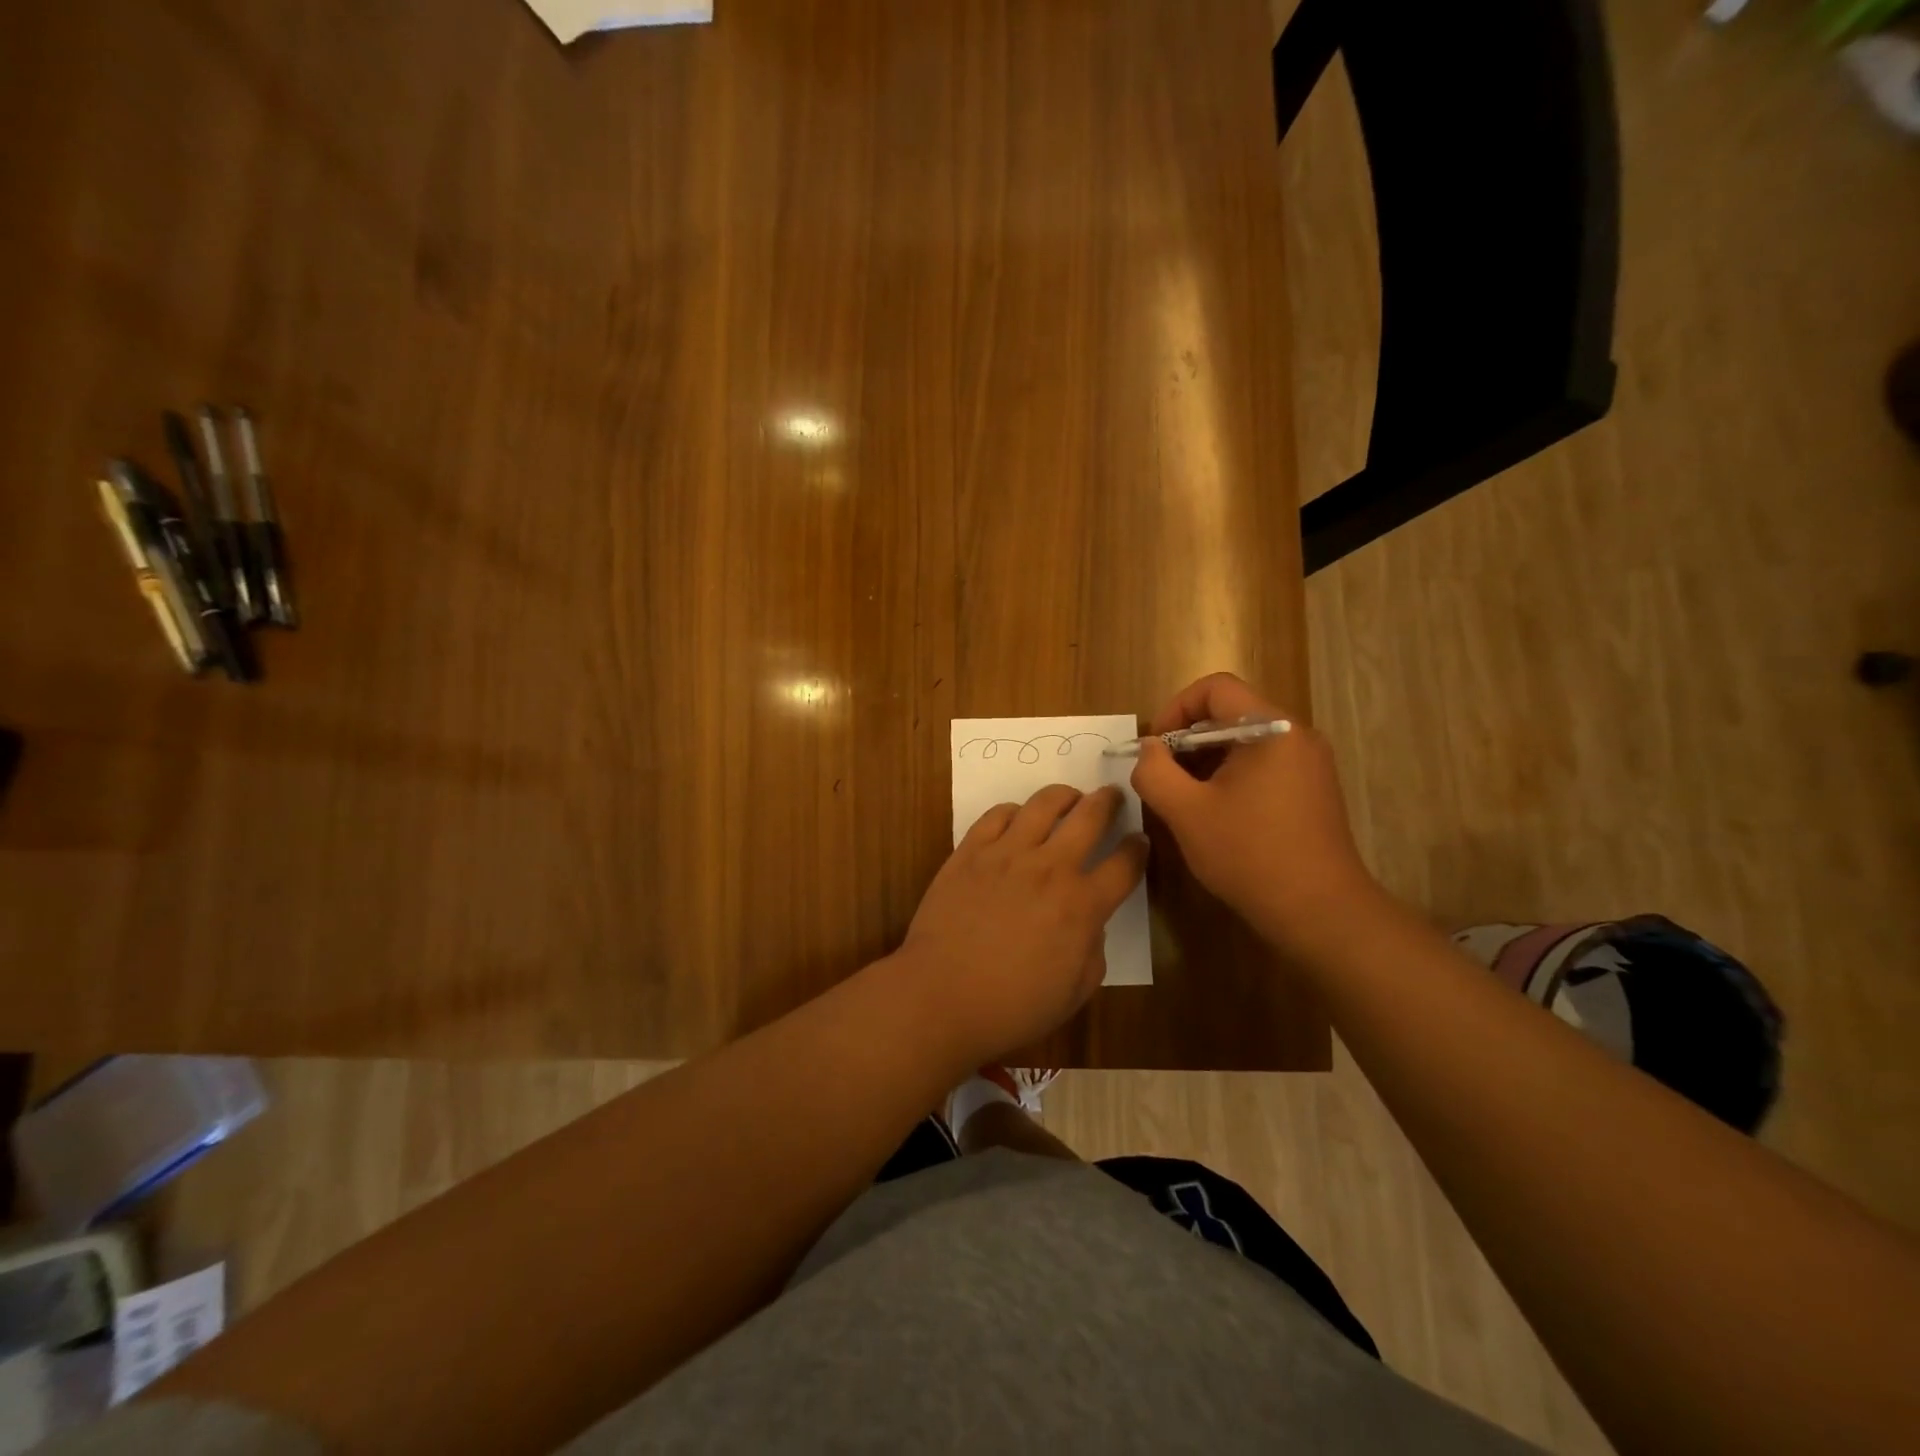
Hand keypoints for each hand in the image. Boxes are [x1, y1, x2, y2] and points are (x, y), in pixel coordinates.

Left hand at [898, 784, 1147, 1064]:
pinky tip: (1018, 818)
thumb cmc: (1012, 1007)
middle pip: (1089, 817)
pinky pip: (997, 815)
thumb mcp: (1074, 992)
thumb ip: (1093, 950)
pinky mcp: (971, 851)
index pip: (1125, 864)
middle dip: (1108, 801)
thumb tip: (1089, 923)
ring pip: (1044, 804)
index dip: (1138, 848)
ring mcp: (1007, 854)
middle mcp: (1050, 868)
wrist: (941, 996)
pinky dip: (1014, 811)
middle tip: (1112, 795)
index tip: (1140, 840)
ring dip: (1064, 796)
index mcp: (1082, 905)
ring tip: (1069, 798)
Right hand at [1129, 672, 1381, 953]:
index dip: (1176, 709)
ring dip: (1207, 761)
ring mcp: (1310, 763)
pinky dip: (1231, 776)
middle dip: (1188, 740)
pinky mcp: (1313, 789)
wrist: (1320, 912)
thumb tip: (1148, 749)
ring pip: (1245, 742)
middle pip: (1231, 713)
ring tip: (1184, 799)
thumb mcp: (1186, 812)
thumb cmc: (1250, 855)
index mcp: (1272, 729)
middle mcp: (1297, 736)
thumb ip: (1155, 772)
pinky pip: (1263, 765)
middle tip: (1163, 778)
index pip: (1216, 688)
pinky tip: (1216, 813)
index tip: (1156, 748)